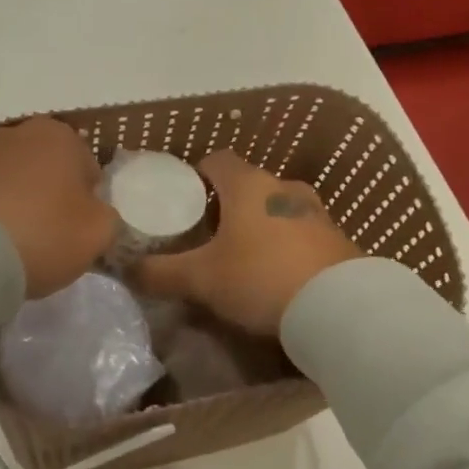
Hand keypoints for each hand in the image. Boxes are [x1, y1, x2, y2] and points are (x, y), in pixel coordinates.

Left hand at [0, 118, 118, 298]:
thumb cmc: (45, 232)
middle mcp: (18, 132)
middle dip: (51, 195)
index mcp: (60, 135)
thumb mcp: (100, 232)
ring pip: (13, 179)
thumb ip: (107, 218)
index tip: (79, 230)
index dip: (89, 202)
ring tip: (16, 241)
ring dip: (18, 201)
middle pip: (48, 169)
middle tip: (50, 235)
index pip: (88, 168)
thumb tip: (95, 215)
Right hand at [134, 151, 360, 334]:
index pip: (217, 160)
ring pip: (277, 209)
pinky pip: (302, 234)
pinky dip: (286, 247)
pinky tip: (278, 277)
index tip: (183, 200)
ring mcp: (317, 212)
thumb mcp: (201, 279)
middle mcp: (284, 188)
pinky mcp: (339, 240)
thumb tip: (126, 270)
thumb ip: (160, 273)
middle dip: (227, 206)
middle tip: (207, 237)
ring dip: (260, 226)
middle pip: (248, 186)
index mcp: (249, 185)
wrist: (341, 309)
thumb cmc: (261, 278)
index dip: (196, 175)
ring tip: (243, 259)